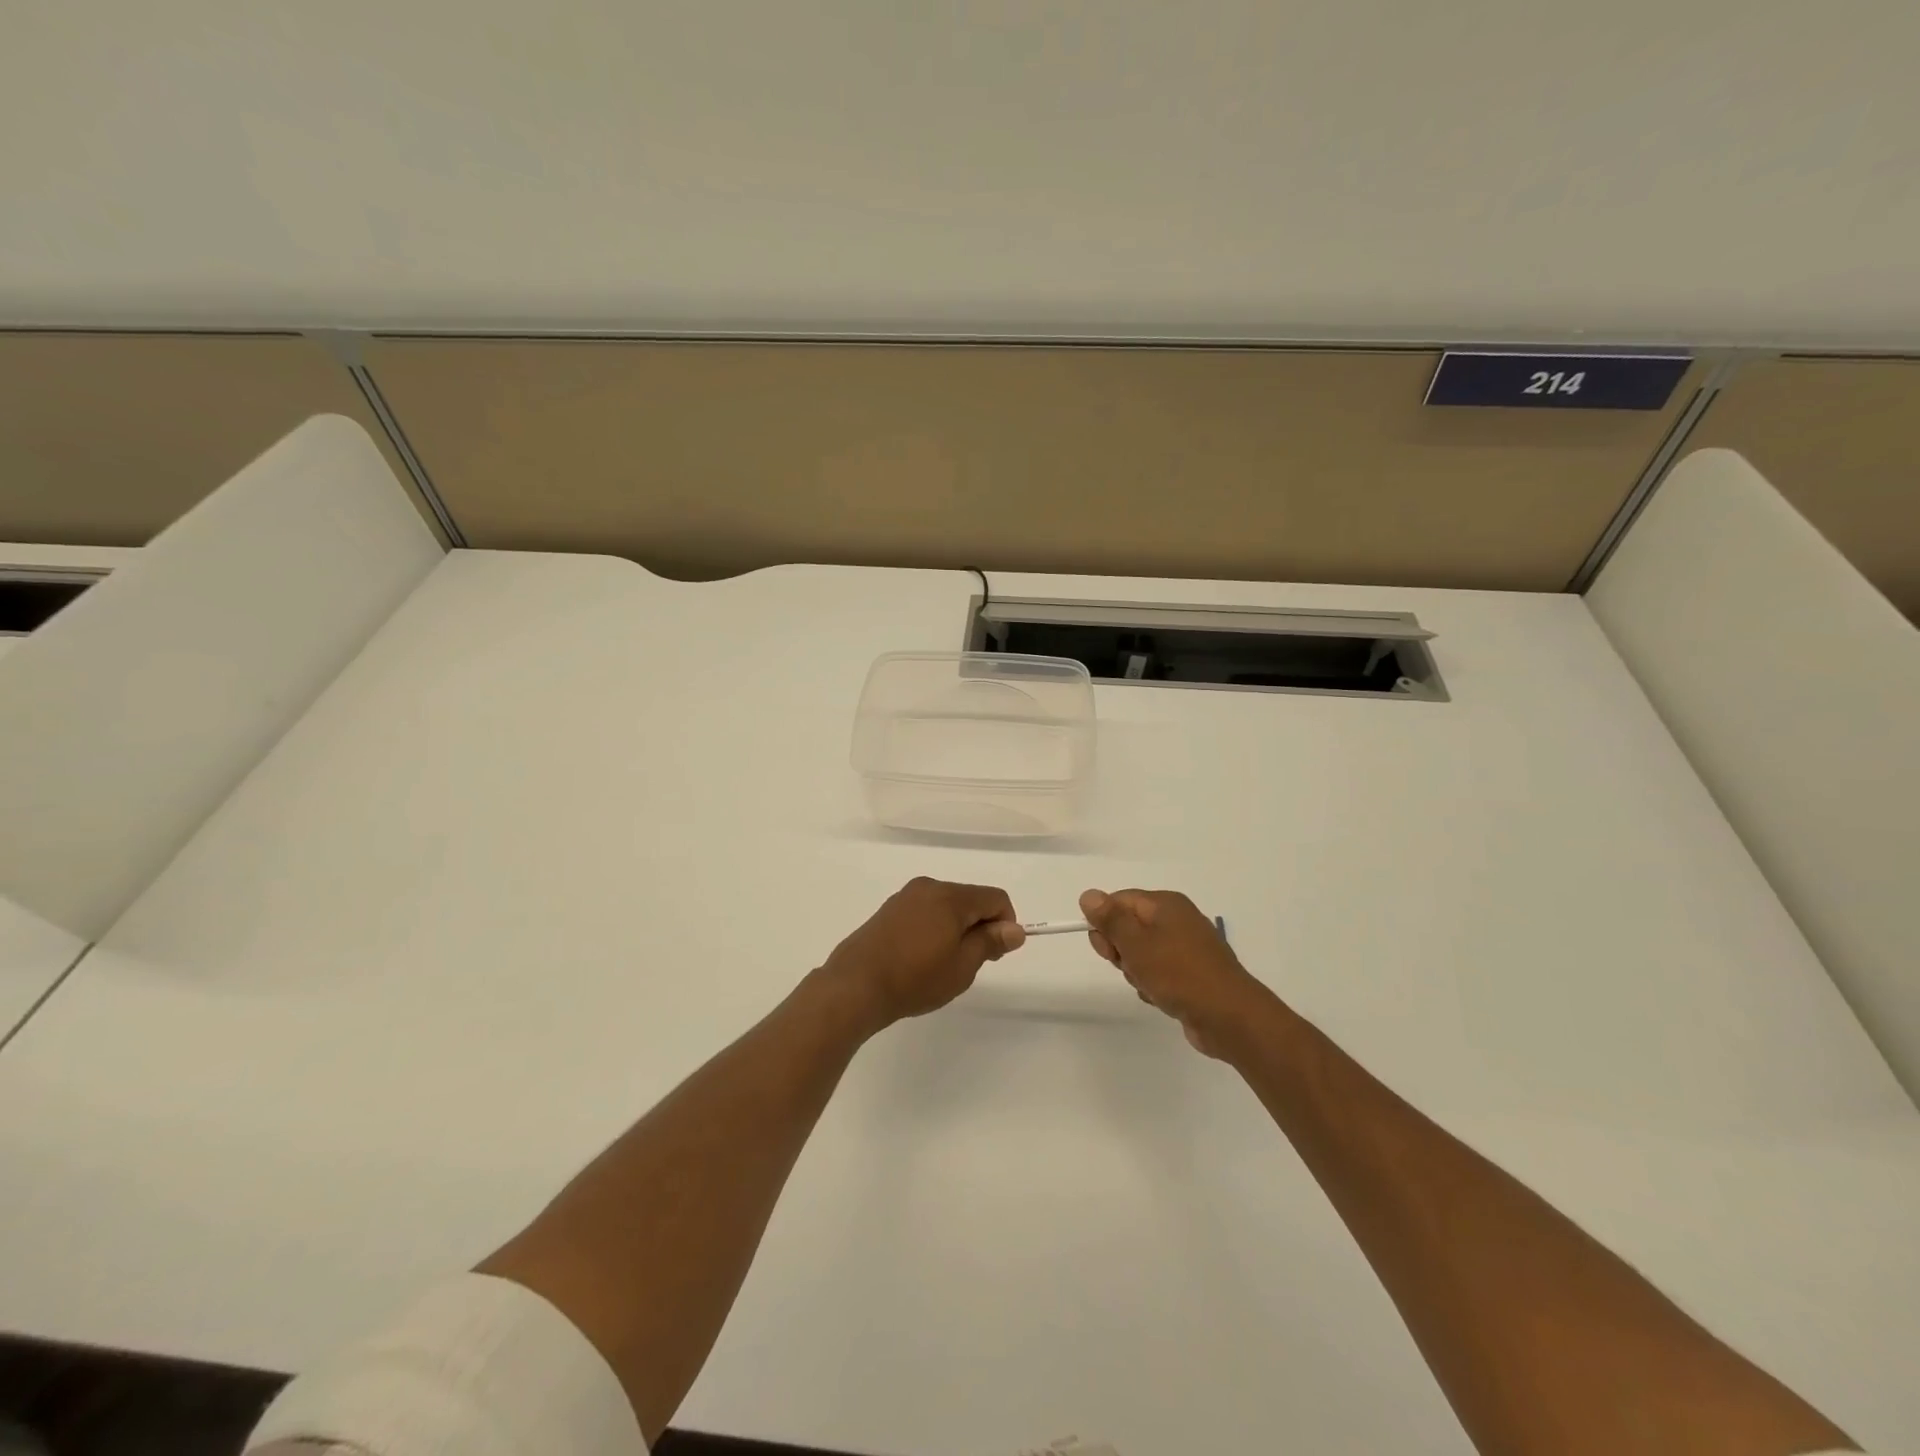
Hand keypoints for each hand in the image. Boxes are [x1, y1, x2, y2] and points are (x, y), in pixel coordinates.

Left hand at [824, 877, 1025, 1030]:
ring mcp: (905, 897)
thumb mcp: (962, 966)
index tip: (995, 954)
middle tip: (969, 965)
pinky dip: (933, 929)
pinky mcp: (888, 910)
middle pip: (970, 899)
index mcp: (950, 896)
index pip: (995, 898)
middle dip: (979, 927)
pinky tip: (919, 959)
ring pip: (946, 906)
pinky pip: (924, 912)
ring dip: (955, 929)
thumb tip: (1015, 929)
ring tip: (941, 965)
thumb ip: (990, 942)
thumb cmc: (915, 978)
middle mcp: (928, 887)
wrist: (855, 986)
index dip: (1005, 924)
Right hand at [1080, 888, 1270, 1056]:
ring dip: (1137, 972)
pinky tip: (1162, 998)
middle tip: (1131, 967)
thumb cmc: (1178, 974)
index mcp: (1165, 904)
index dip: (1105, 922)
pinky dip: (1154, 985)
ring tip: (1151, 986)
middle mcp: (1177, 920)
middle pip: (1129, 927)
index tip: (1104, 948)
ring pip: (1142, 954)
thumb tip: (1088, 894)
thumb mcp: (1136, 944)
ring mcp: (1187, 948)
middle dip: (1121, 951)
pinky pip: (1159, 973)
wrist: (1229, 1017)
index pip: (1119, 900)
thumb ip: (1110, 919)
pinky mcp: (1192, 974)